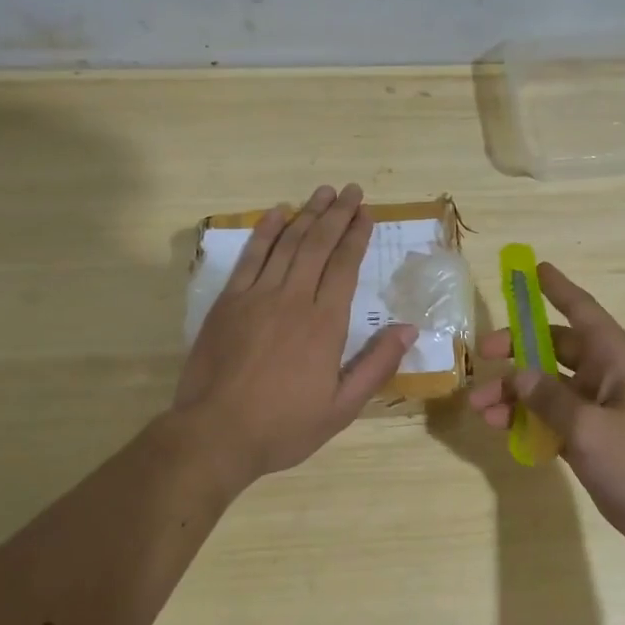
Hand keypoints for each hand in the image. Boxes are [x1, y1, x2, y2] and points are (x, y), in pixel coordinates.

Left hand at [174, 183, 415, 485]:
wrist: (215, 433)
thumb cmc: (283, 426)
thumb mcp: (342, 408)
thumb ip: (376, 366)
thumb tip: (408, 328)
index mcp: (325, 324)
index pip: (345, 266)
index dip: (357, 236)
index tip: (366, 213)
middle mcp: (293, 299)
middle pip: (318, 244)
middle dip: (336, 214)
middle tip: (351, 190)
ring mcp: (256, 296)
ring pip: (287, 244)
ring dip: (306, 214)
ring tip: (322, 192)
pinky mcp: (228, 301)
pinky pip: (249, 256)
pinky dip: (265, 232)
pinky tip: (276, 213)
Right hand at [466, 261, 624, 553]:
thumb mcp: (590, 427)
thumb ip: (549, 398)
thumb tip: (518, 374)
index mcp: (615, 359)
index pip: (582, 311)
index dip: (557, 288)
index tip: (532, 268)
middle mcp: (607, 376)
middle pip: (555, 350)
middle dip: (517, 350)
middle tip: (481, 355)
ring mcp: (600, 410)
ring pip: (548, 388)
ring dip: (515, 394)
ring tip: (480, 409)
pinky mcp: (594, 440)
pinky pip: (553, 419)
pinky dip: (528, 421)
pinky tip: (502, 429)